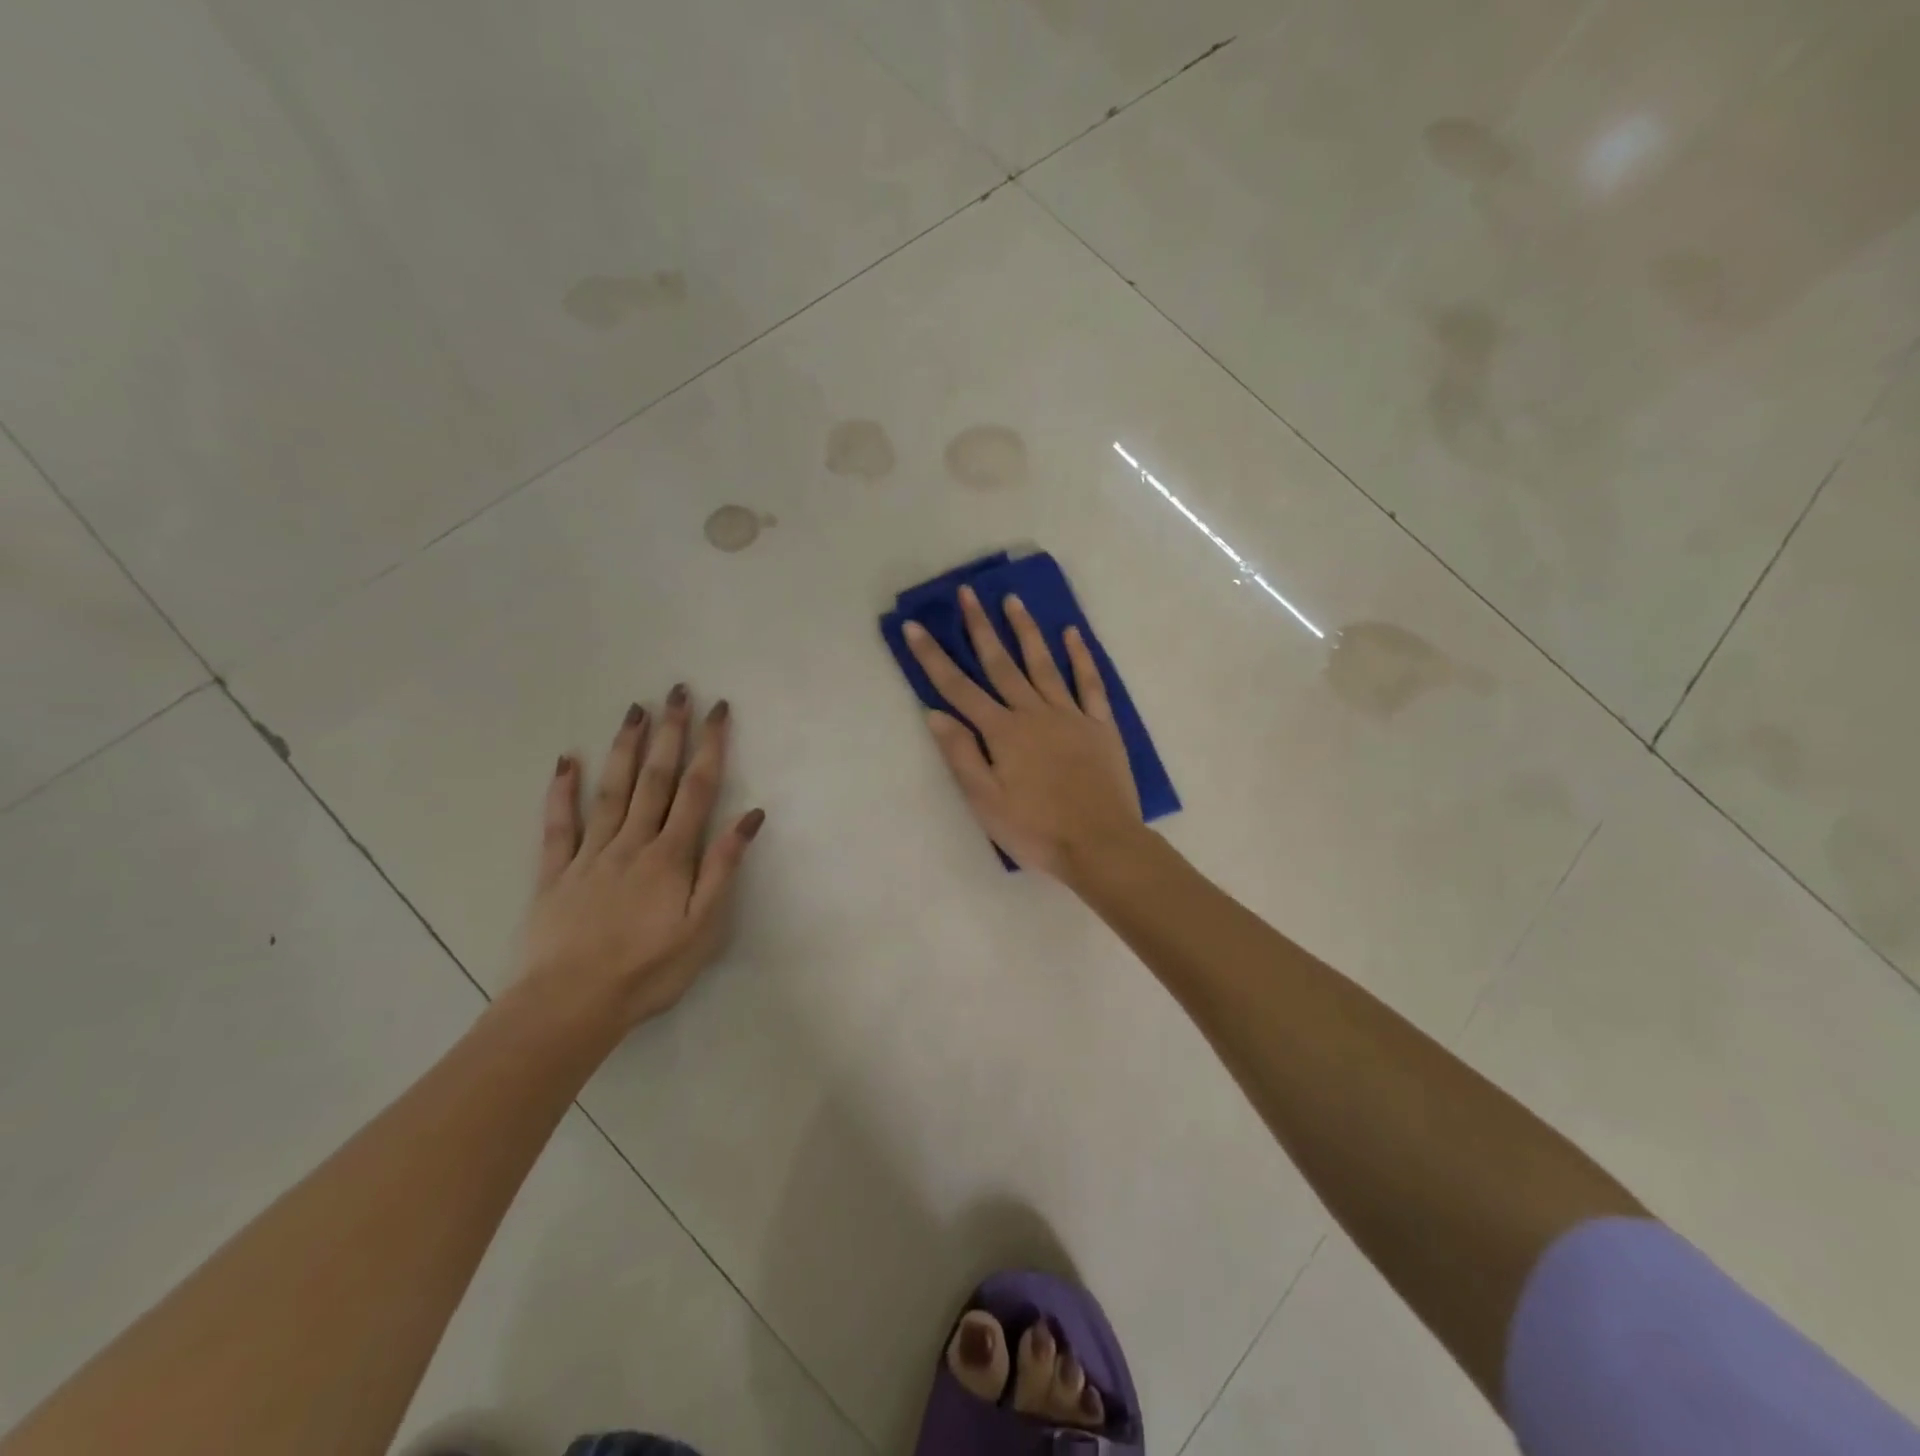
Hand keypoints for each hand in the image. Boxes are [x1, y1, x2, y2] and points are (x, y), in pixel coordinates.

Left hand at [518, 686, 763, 1029]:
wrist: (570, 1005)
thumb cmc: (648, 970)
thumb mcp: (703, 926)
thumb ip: (724, 868)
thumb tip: (750, 817)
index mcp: (671, 856)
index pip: (697, 790)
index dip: (710, 746)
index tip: (717, 710)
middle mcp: (632, 843)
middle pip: (655, 778)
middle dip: (670, 732)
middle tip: (676, 691)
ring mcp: (590, 854)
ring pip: (610, 790)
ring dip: (624, 748)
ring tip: (634, 710)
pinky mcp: (555, 873)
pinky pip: (558, 825)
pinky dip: (562, 791)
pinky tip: (566, 760)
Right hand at [905, 585, 1141, 878]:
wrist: (1100, 844)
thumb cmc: (1035, 829)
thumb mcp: (985, 801)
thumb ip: (961, 754)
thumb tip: (935, 713)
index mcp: (1002, 732)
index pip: (959, 688)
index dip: (934, 657)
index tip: (916, 627)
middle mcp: (1033, 713)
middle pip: (1001, 664)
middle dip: (980, 627)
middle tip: (967, 593)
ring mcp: (1070, 715)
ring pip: (1043, 664)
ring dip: (1026, 631)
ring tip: (1013, 600)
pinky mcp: (1100, 725)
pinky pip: (1089, 683)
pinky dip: (1081, 657)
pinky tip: (1072, 634)